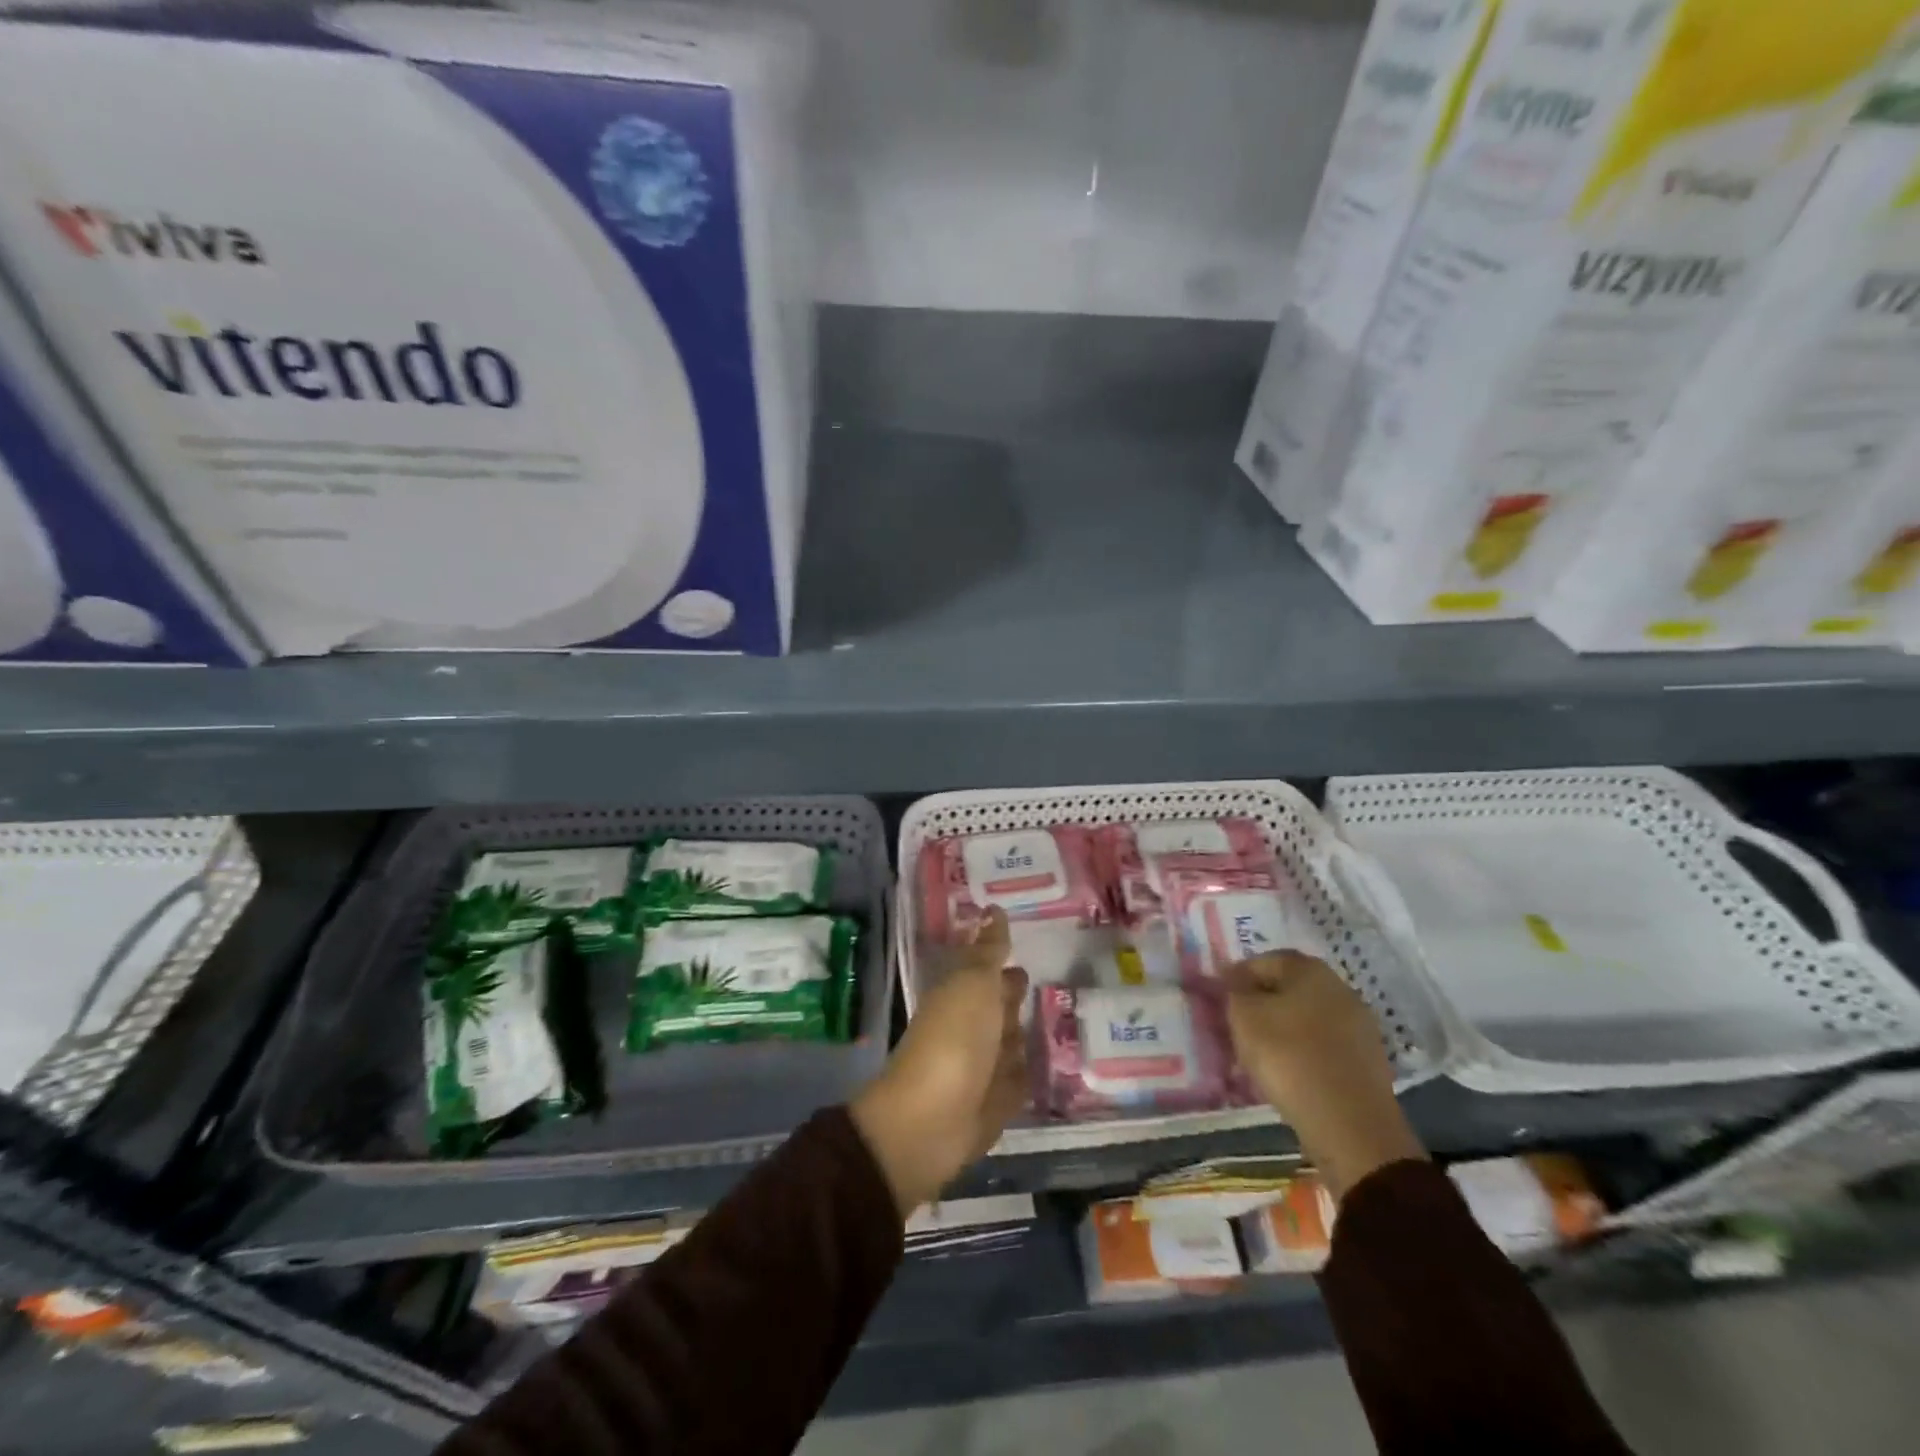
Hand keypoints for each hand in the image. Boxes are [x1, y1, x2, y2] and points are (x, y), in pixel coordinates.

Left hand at [850, 909, 1028, 1214]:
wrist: (932, 1122)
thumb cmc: (954, 1040)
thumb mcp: (973, 984)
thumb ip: (988, 950)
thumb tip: (995, 909)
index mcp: (960, 993)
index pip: (985, 968)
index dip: (1000, 956)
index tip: (1024, 939)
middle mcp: (971, 1026)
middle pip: (998, 1004)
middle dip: (1014, 994)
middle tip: (1048, 979)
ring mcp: (984, 1066)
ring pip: (1011, 1040)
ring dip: (1025, 1031)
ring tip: (1057, 1017)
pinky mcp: (998, 1102)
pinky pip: (1020, 1078)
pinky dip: (1031, 1069)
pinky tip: (1051, 1060)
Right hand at [1225, 951, 1426, 1200]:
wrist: (1349, 1123)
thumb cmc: (1288, 1056)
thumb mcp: (1244, 1016)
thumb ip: (1234, 991)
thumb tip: (1234, 981)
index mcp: (1309, 969)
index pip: (1263, 961)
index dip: (1237, 976)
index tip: (1219, 998)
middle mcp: (1339, 988)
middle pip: (1289, 988)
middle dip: (1261, 1002)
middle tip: (1237, 1025)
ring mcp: (1359, 1024)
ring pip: (1307, 1017)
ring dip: (1283, 1028)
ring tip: (1259, 1053)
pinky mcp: (1367, 1059)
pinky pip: (1324, 1045)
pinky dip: (1303, 1051)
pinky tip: (1289, 1072)